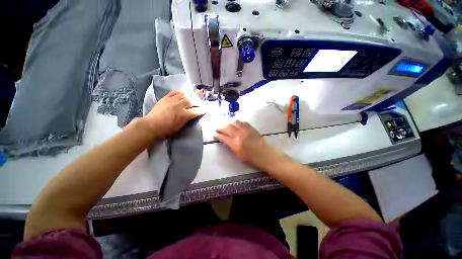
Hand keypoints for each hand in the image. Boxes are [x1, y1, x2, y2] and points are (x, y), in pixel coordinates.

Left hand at [143, 90, 202, 138]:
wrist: (152, 125)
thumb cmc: (167, 129)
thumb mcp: (180, 126)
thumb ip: (188, 119)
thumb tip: (193, 114)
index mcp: (184, 115)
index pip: (197, 111)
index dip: (202, 110)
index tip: (206, 109)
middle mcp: (180, 106)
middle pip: (192, 101)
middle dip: (198, 102)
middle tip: (200, 104)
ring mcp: (172, 100)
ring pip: (185, 94)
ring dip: (190, 96)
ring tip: (192, 97)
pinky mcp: (166, 97)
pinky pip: (175, 92)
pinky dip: (181, 92)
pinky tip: (184, 93)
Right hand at [215, 121, 282, 170]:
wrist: (264, 155)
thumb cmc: (251, 159)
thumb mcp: (238, 155)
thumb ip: (231, 147)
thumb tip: (226, 140)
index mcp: (235, 144)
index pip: (223, 137)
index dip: (218, 135)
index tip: (214, 133)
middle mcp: (239, 135)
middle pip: (227, 128)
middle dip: (220, 128)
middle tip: (217, 128)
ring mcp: (246, 130)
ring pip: (234, 123)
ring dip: (228, 123)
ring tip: (225, 124)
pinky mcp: (251, 128)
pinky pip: (243, 122)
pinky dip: (238, 122)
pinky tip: (236, 123)